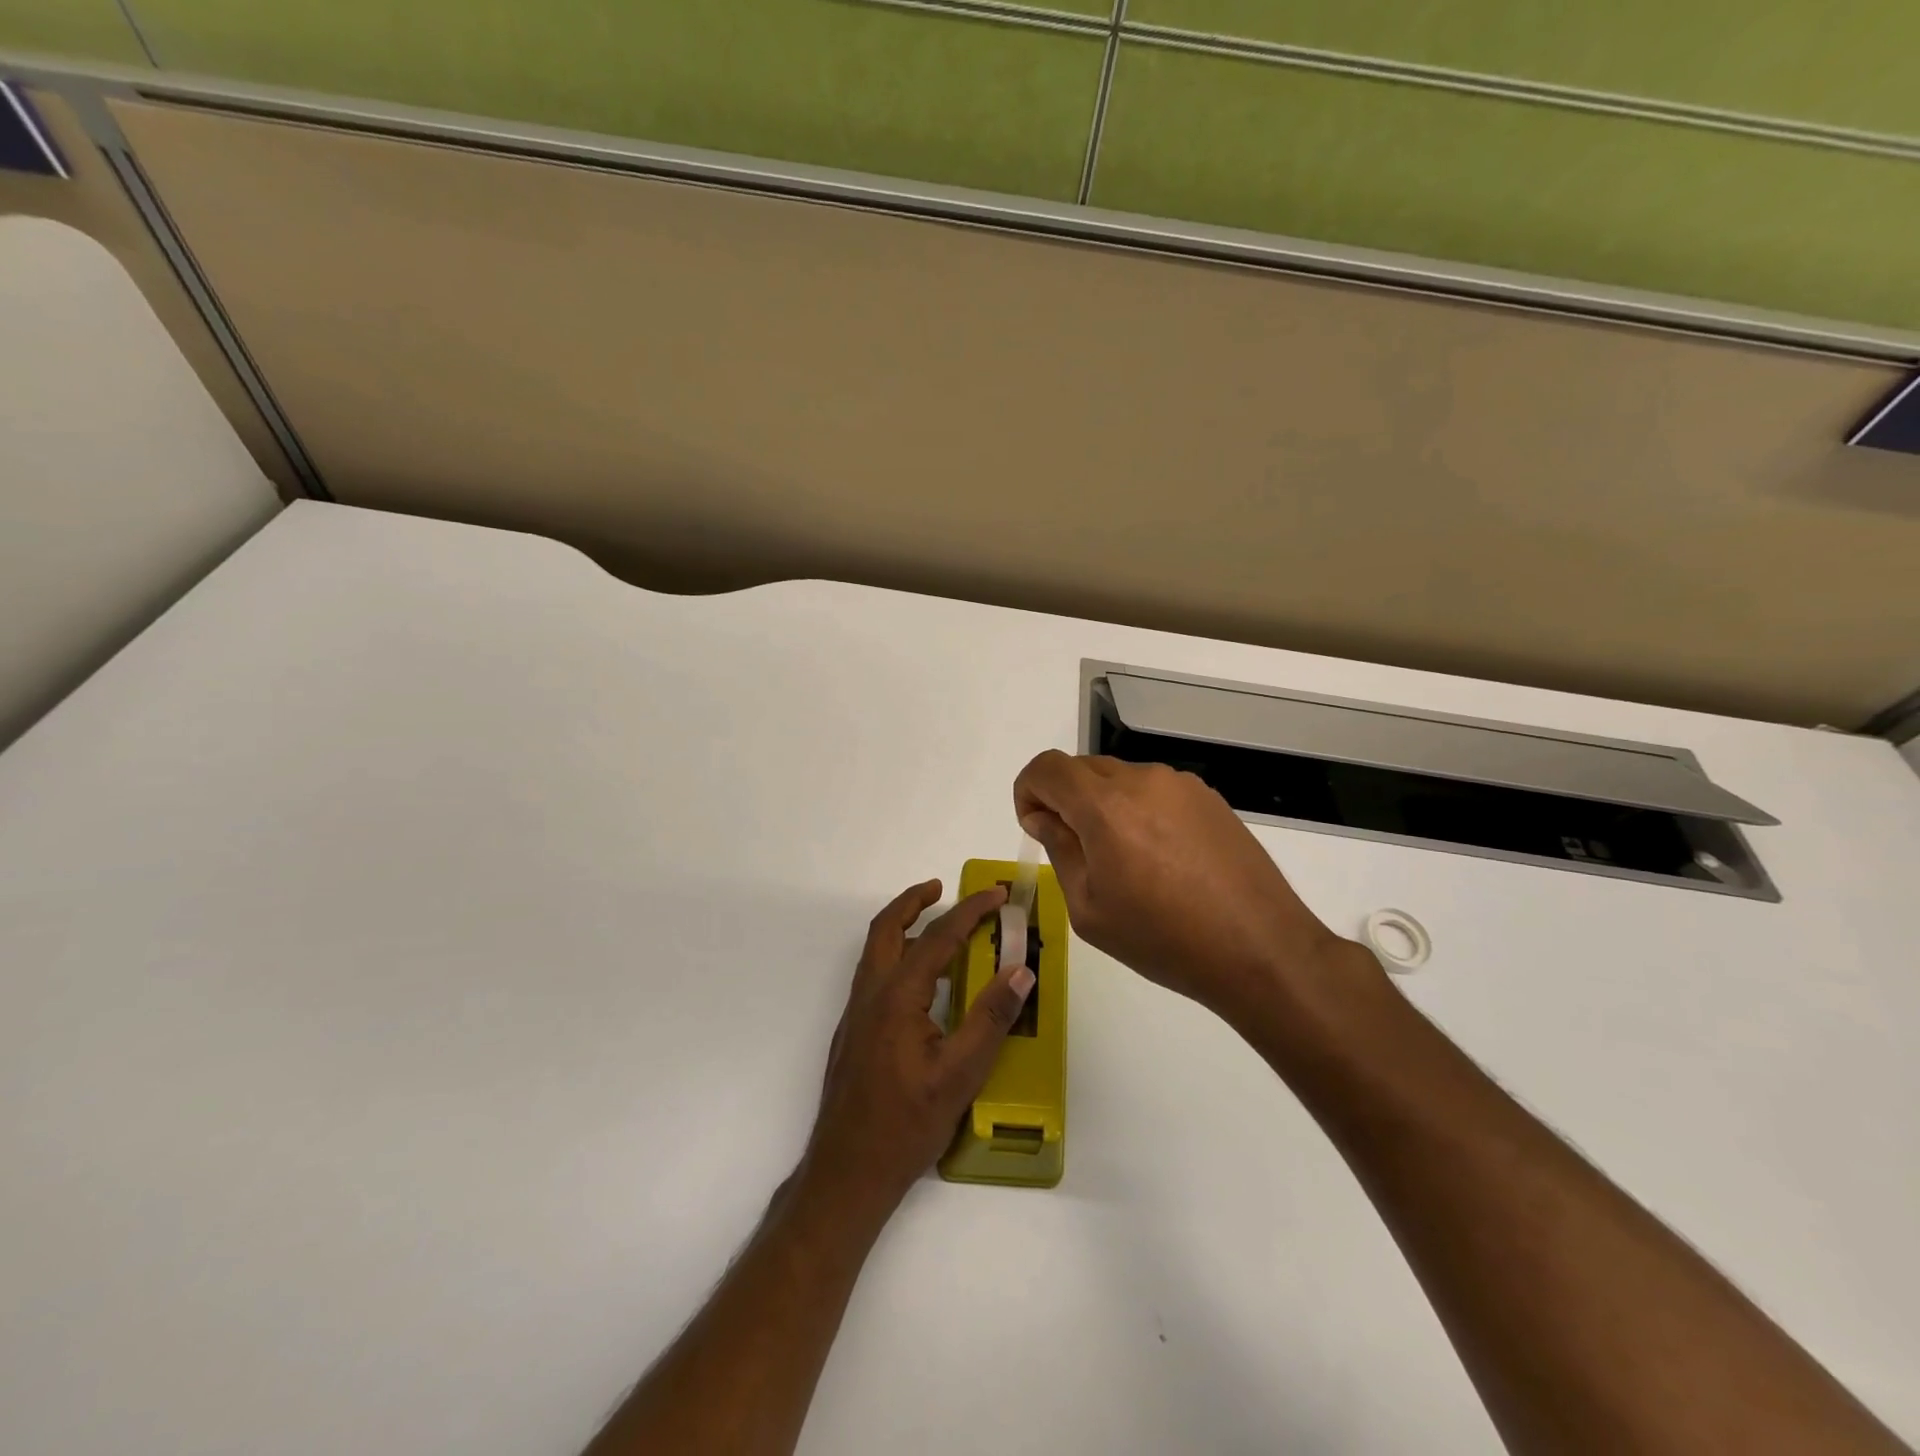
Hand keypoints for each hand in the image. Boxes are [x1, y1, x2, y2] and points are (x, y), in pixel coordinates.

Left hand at [798, 880, 1035, 1227]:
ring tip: (937, 925)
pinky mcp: (854, 1031)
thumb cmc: (906, 1124)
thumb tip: (1021, 970)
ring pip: (877, 951)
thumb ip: (991, 1018)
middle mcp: (870, 994)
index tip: (996, 894)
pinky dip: (898, 955)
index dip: (970, 911)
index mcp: (897, 996)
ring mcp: (857, 1012)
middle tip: (943, 887)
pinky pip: (876, 974)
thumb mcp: (960, 1074)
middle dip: (914, 901)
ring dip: (904, 926)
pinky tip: (923, 982)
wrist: (847, 1172)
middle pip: (887, 928)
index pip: (938, 938)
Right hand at [1013, 751, 1376, 1028]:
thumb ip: (1059, 850)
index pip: (1047, 768)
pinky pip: (1155, 790)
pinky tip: (1161, 858)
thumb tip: (1043, 817)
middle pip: (1082, 769)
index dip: (1028, 790)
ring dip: (1104, 805)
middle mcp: (1143, 780)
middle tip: (1076, 850)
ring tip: (1125, 860)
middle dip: (1064, 800)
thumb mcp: (1089, 908)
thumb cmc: (1162, 938)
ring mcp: (1181, 785)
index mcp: (1105, 806)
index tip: (1036, 827)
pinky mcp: (1209, 798)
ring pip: (1120, 778)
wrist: (1259, 949)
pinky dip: (1139, 810)